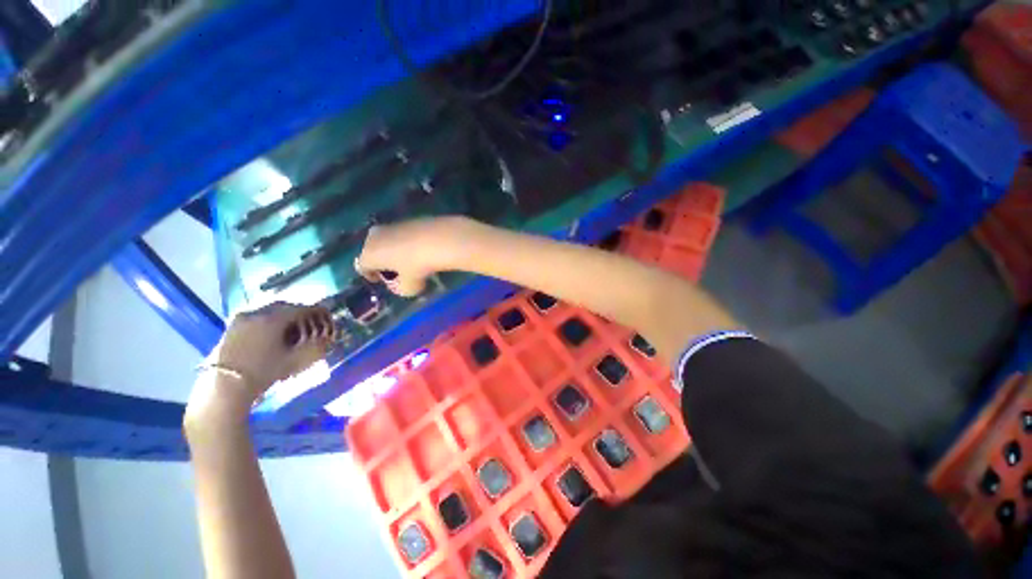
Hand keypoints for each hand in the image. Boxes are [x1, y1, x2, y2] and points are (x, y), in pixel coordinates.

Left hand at [186, 303, 336, 422]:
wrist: (225, 388)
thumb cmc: (264, 373)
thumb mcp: (295, 360)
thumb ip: (314, 345)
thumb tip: (327, 337)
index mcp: (272, 319)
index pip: (300, 309)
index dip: (315, 310)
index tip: (325, 313)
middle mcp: (256, 313)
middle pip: (283, 306)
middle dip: (298, 311)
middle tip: (309, 319)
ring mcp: (240, 319)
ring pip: (267, 310)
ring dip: (281, 314)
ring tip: (290, 325)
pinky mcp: (231, 327)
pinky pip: (255, 316)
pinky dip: (267, 319)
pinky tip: (271, 331)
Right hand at [355, 216, 474, 296]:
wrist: (439, 239)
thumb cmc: (418, 267)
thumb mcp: (409, 287)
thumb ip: (400, 289)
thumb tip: (399, 285)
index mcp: (369, 254)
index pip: (362, 267)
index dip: (370, 275)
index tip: (379, 280)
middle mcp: (374, 237)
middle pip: (372, 250)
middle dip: (381, 260)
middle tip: (394, 270)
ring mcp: (391, 225)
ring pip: (387, 240)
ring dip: (394, 250)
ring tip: (408, 260)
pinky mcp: (408, 219)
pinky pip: (403, 234)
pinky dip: (407, 241)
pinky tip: (420, 248)